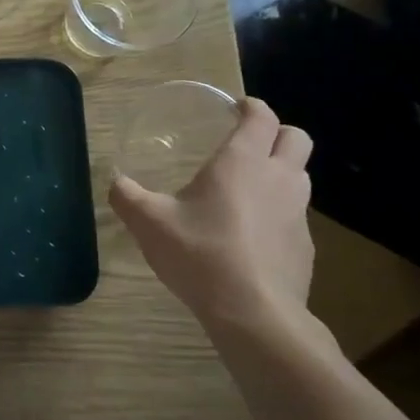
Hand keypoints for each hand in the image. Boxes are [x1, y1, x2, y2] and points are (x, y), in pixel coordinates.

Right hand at [109, 98, 315, 333]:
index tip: (235, 107)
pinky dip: (278, 211)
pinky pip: (295, 214)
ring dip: (280, 170)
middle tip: (247, 141)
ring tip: (246, 187)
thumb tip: (115, 182)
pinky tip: (250, 234)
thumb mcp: (148, 222)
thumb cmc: (200, 253)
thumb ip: (127, 196)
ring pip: (300, 175)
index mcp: (242, 162)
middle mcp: (278, 178)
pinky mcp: (304, 246)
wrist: (253, 312)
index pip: (262, 117)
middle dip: (276, 132)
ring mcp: (298, 213)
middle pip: (296, 138)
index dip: (250, 106)